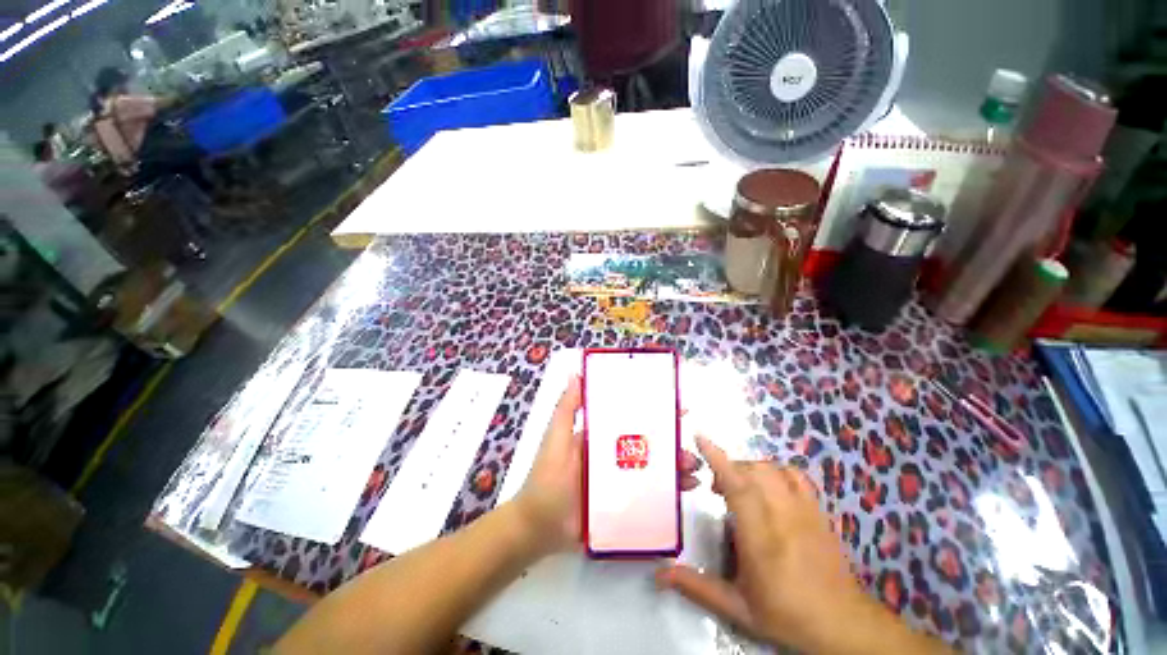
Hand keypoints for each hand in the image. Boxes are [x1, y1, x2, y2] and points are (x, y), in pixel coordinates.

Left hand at [513, 376, 702, 553]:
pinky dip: (670, 493)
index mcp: (599, 438)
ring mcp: (619, 482)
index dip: (653, 414)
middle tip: (690, 449)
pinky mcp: (623, 505)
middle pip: (648, 446)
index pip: (631, 420)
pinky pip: (651, 496)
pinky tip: (686, 491)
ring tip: (693, 471)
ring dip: (675, 468)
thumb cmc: (547, 478)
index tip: (677, 409)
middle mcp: (612, 456)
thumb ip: (566, 408)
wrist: (537, 527)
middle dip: (671, 445)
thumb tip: (576, 373)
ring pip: (653, 470)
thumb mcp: (556, 437)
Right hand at [656, 436, 933, 653]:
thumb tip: (660, 575)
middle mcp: (782, 515)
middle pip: (752, 470)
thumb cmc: (786, 615)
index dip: (718, 459)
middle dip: (728, 468)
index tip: (700, 439)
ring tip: (740, 487)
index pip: (738, 486)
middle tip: (716, 489)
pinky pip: (795, 475)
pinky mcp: (817, 510)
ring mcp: (803, 509)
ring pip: (772, 469)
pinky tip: (770, 487)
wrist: (843, 624)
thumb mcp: (737, 608)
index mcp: (760, 538)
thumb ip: (697, 588)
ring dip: (749, 469)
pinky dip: (776, 471)